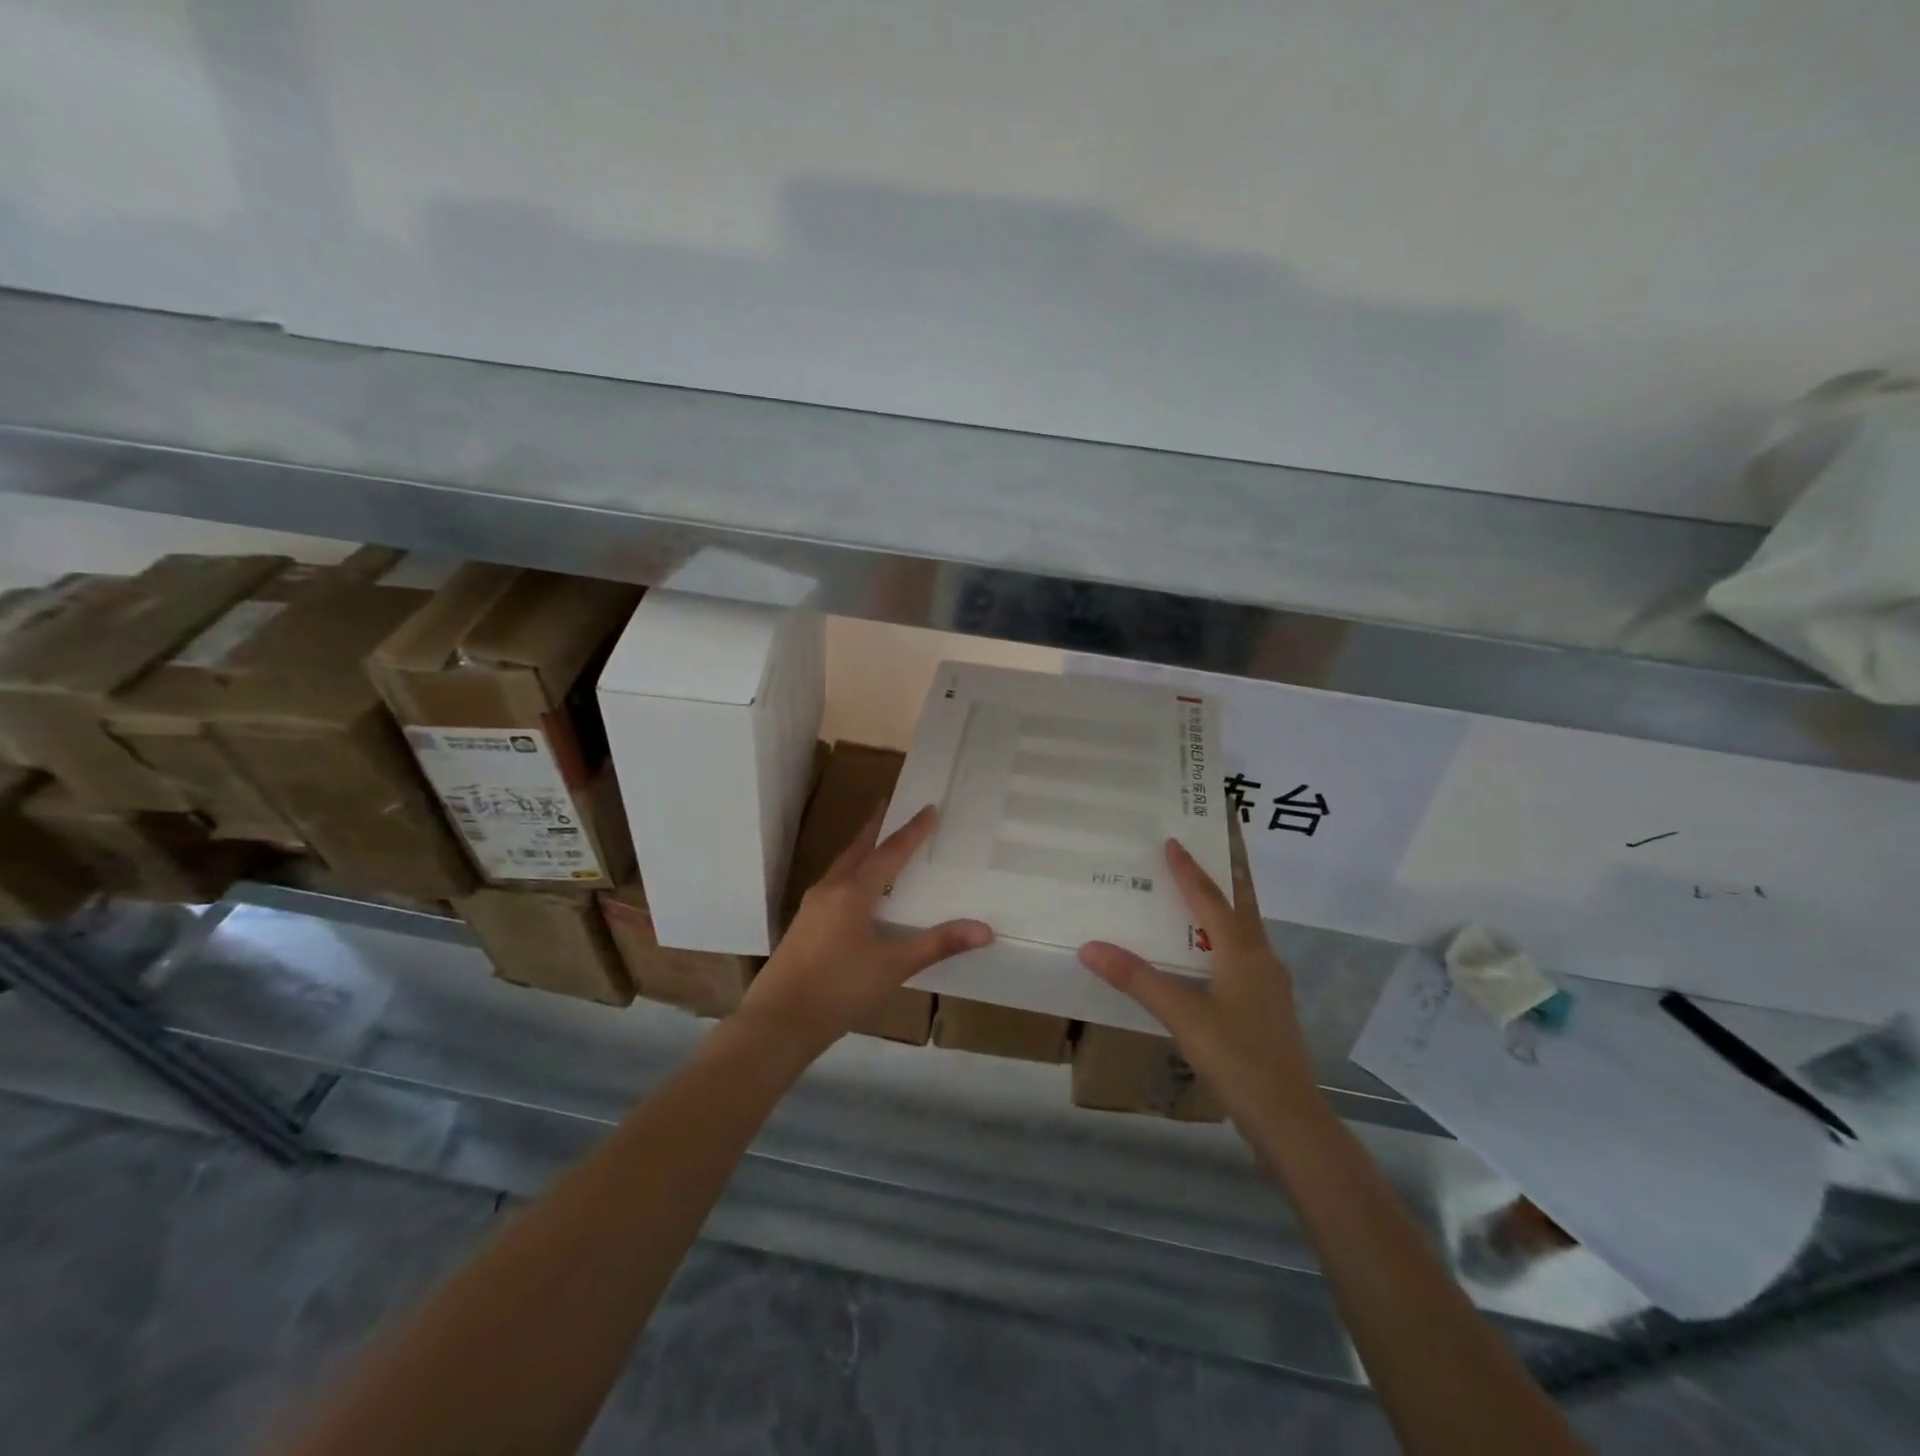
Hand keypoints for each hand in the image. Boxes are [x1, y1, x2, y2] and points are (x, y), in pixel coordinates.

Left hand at [739, 805, 992, 1052]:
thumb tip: (984, 929)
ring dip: (860, 850)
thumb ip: (938, 944)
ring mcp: (812, 908)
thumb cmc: (839, 989)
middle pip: (858, 849)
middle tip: (889, 805)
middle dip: (875, 828)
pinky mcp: (804, 926)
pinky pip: (833, 886)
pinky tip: (856, 893)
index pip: (890, 852)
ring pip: (842, 867)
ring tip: (875, 843)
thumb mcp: (894, 966)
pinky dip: (851, 875)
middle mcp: (830, 890)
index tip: (928, 807)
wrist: (778, 1022)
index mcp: (853, 891)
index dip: (912, 831)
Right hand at [1078, 828, 1320, 1131]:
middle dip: (1226, 876)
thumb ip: (1137, 980)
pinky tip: (1207, 957)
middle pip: (1242, 906)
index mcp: (1243, 952)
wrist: (1290, 1119)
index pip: (1210, 899)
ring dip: (1225, 908)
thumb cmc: (1238, 1059)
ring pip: (1245, 932)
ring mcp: (1269, 986)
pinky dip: (1224, 940)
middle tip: (1208, 850)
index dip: (1189, 870)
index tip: (1174, 841)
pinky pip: (1243, 957)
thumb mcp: (1182, 1016)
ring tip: (1200, 897)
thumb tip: (1091, 947)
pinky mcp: (1267, 1009)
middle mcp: (1261, 959)